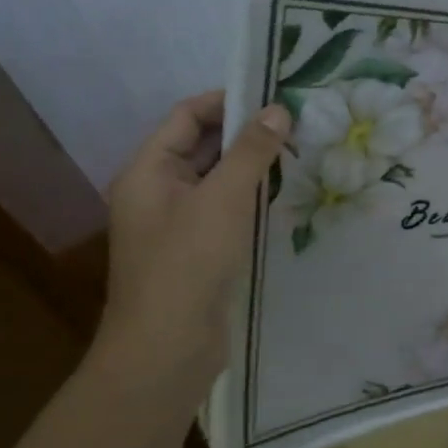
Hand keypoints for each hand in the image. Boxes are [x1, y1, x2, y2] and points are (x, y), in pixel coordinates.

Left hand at [97, 92, 289, 384]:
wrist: (167, 350)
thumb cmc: (188, 263)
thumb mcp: (224, 198)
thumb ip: (251, 150)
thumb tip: (278, 110)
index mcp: (149, 169)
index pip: (188, 115)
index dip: (229, 101)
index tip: (275, 97)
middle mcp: (157, 190)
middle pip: (202, 145)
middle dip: (246, 133)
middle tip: (296, 124)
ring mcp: (176, 222)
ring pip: (217, 178)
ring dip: (252, 165)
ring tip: (299, 153)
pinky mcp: (196, 249)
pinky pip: (224, 208)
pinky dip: (250, 196)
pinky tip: (284, 194)